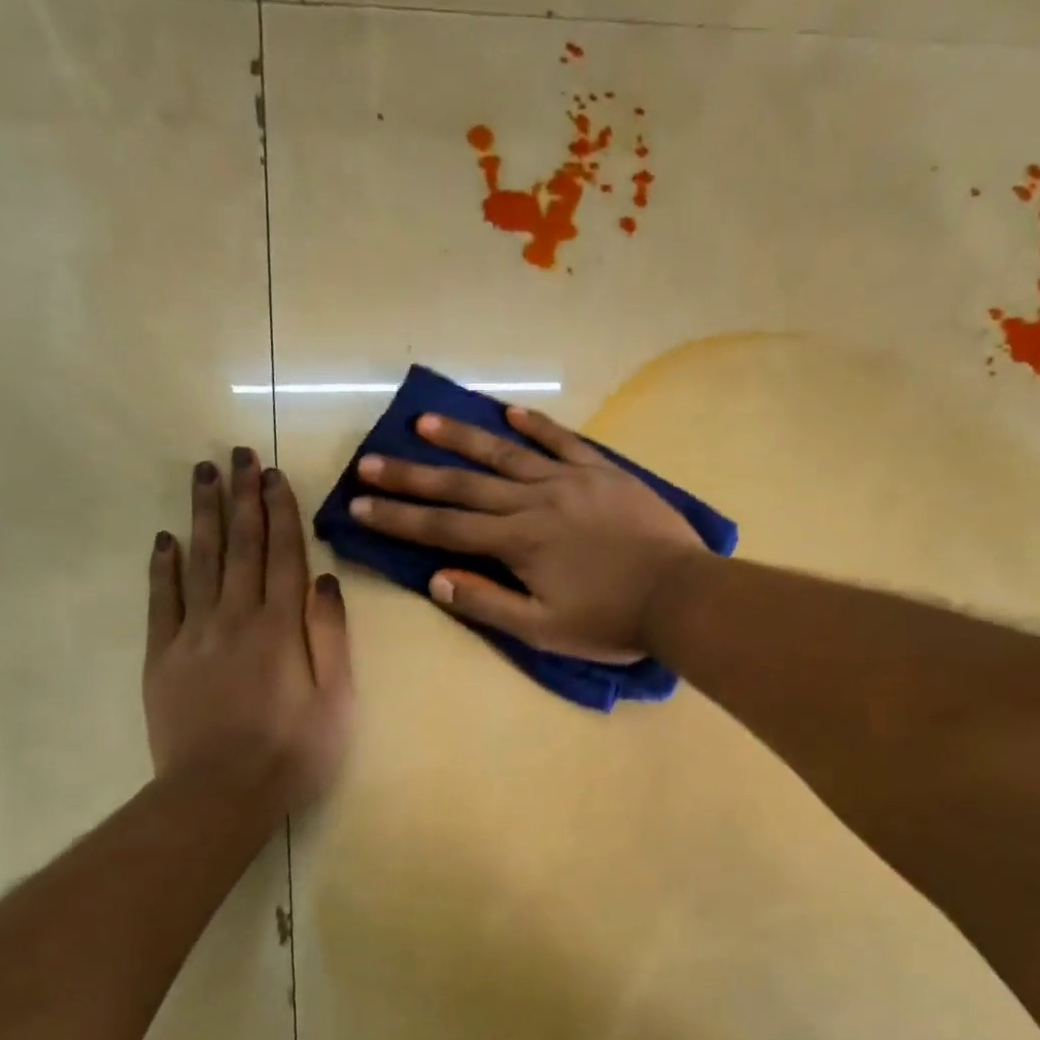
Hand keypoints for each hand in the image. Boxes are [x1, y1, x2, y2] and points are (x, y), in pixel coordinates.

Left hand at [144, 446, 352, 816]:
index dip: (279, 510)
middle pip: (240, 545)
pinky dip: (163, 566)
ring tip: (203, 474)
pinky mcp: (163, 656)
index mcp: (281, 625)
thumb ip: (330, 635)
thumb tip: (324, 580)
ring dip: (203, 515)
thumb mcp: (336, 698)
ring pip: (199, 561)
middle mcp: (236, 616)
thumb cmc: (293, 751)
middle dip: (241, 496)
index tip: (273, 473)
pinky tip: (165, 539)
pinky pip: (162, 600)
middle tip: (237, 453)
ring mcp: (194, 634)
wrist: (220, 793)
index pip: (282, 553)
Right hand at [349, 406, 706, 660]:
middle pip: (463, 486)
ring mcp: (570, 481)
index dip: (398, 519)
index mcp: (517, 543)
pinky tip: (509, 409)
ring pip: (505, 453)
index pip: (444, 529)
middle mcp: (534, 502)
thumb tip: (436, 581)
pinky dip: (534, 424)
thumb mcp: (543, 629)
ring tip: (424, 423)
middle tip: (370, 461)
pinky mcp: (603, 472)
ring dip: (462, 438)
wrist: (680, 595)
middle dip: (412, 476)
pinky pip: (562, 440)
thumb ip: (488, 603)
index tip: (358, 505)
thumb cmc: (610, 622)